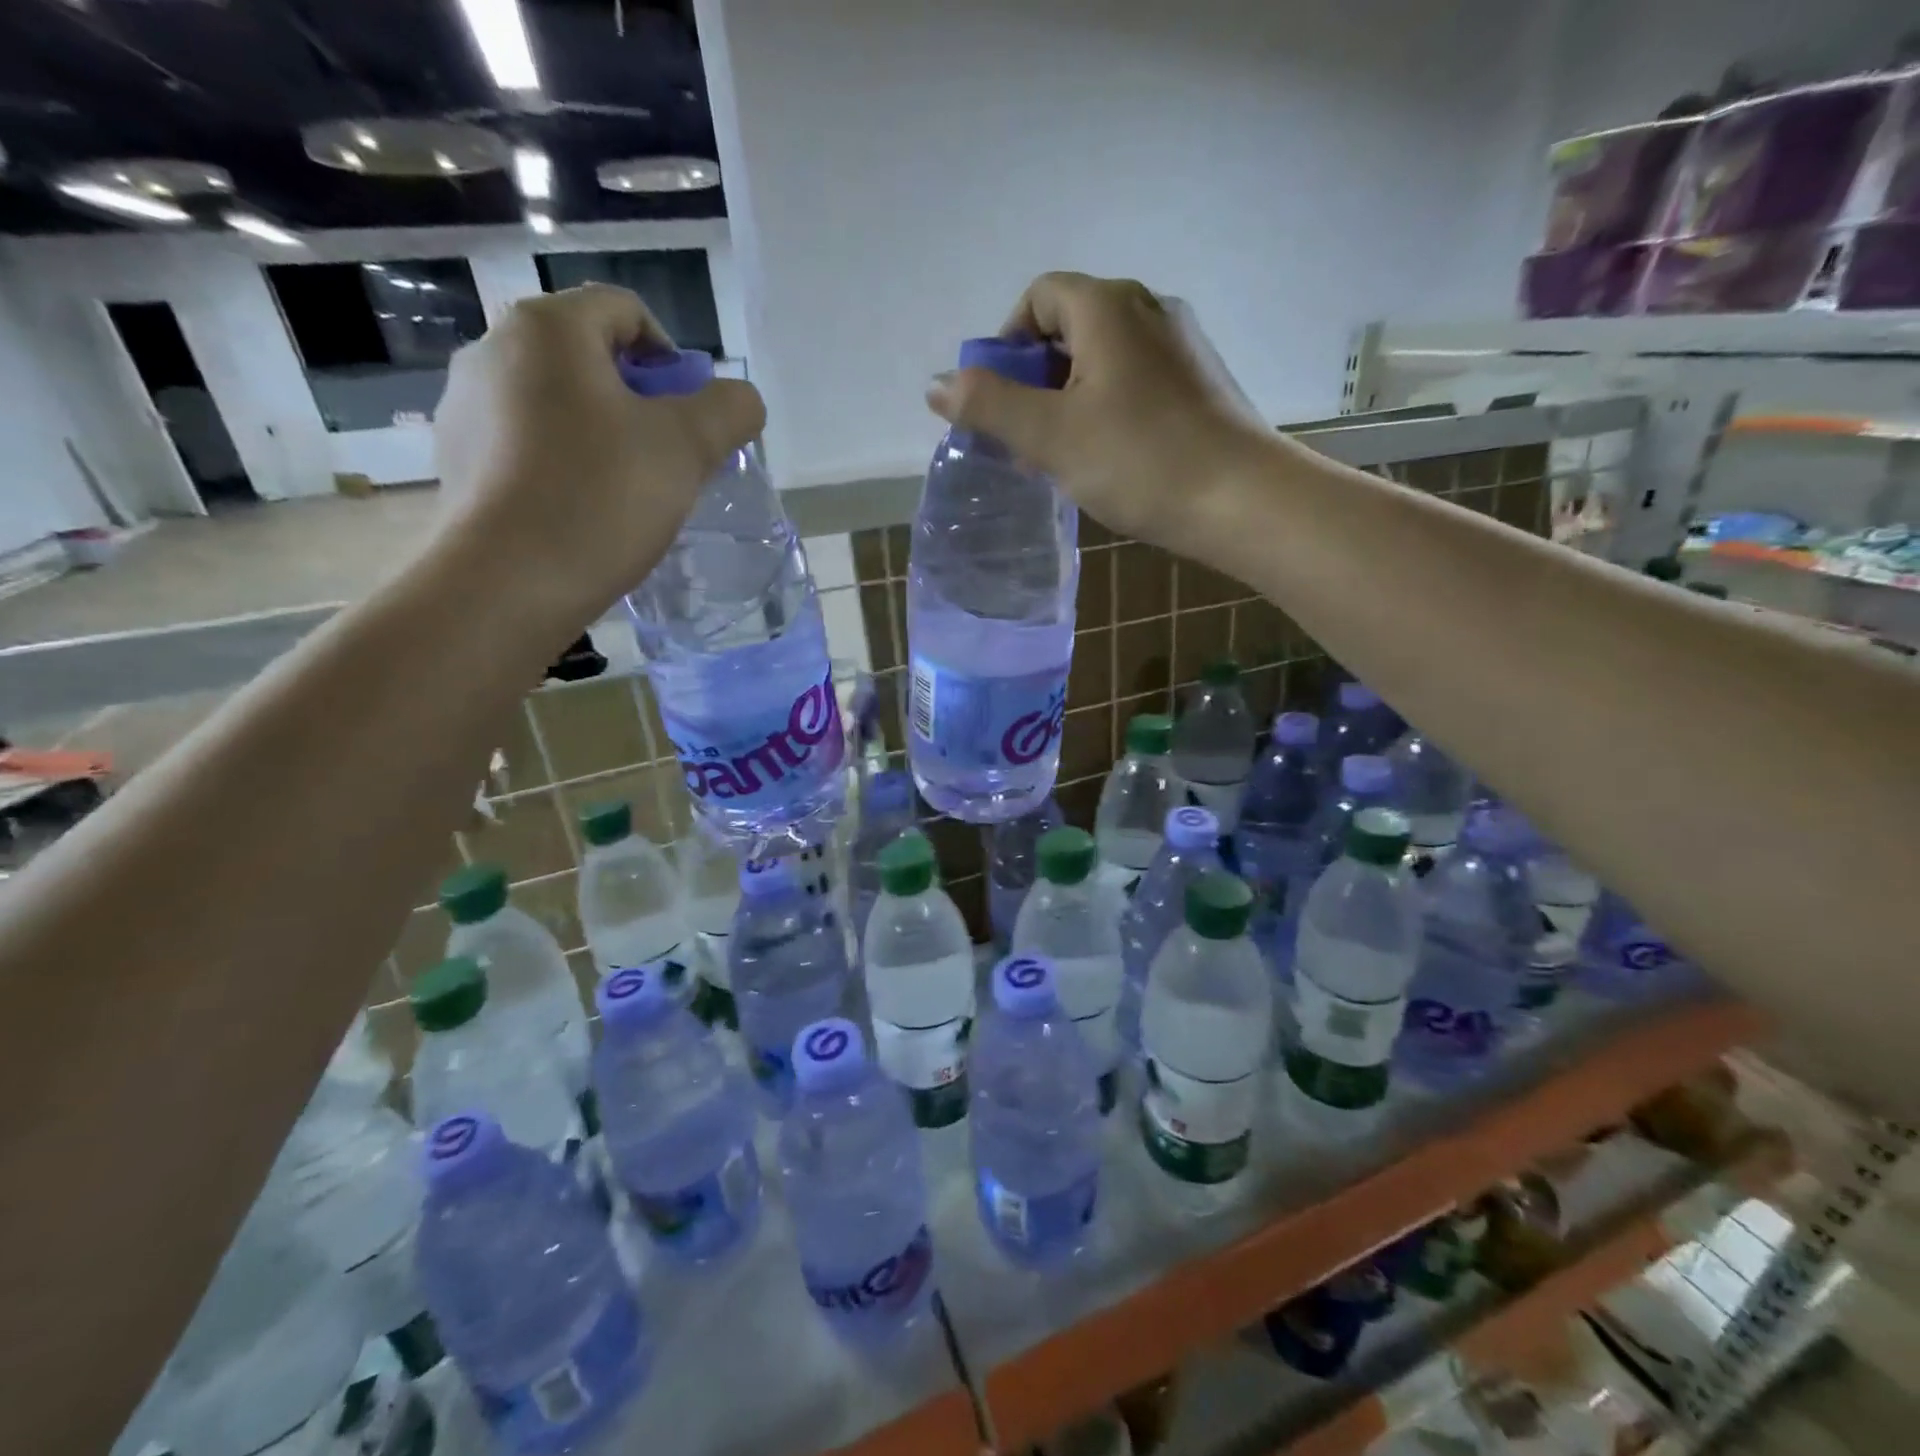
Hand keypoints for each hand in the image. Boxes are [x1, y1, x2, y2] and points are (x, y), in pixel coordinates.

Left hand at [432, 283, 764, 628]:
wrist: (509, 583)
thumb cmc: (602, 497)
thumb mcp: (689, 448)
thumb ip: (729, 409)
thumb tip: (740, 400)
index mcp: (548, 328)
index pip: (625, 311)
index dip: (672, 357)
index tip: (690, 416)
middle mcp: (492, 348)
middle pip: (589, 356)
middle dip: (639, 401)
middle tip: (668, 458)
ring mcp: (464, 405)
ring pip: (557, 402)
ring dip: (601, 432)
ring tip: (626, 490)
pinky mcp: (456, 458)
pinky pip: (527, 442)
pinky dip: (563, 461)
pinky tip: (583, 510)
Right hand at [925, 272, 1268, 554]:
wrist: (1240, 500)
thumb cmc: (1139, 461)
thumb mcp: (1050, 435)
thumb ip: (989, 406)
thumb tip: (937, 384)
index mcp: (1109, 307)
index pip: (1040, 296)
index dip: (1007, 343)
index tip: (999, 399)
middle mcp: (1148, 309)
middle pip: (1070, 327)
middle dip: (1035, 379)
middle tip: (1024, 437)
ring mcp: (1180, 346)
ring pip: (1102, 360)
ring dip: (1067, 400)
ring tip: (1060, 456)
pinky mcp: (1198, 383)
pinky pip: (1133, 382)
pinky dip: (1104, 410)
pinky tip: (1105, 458)